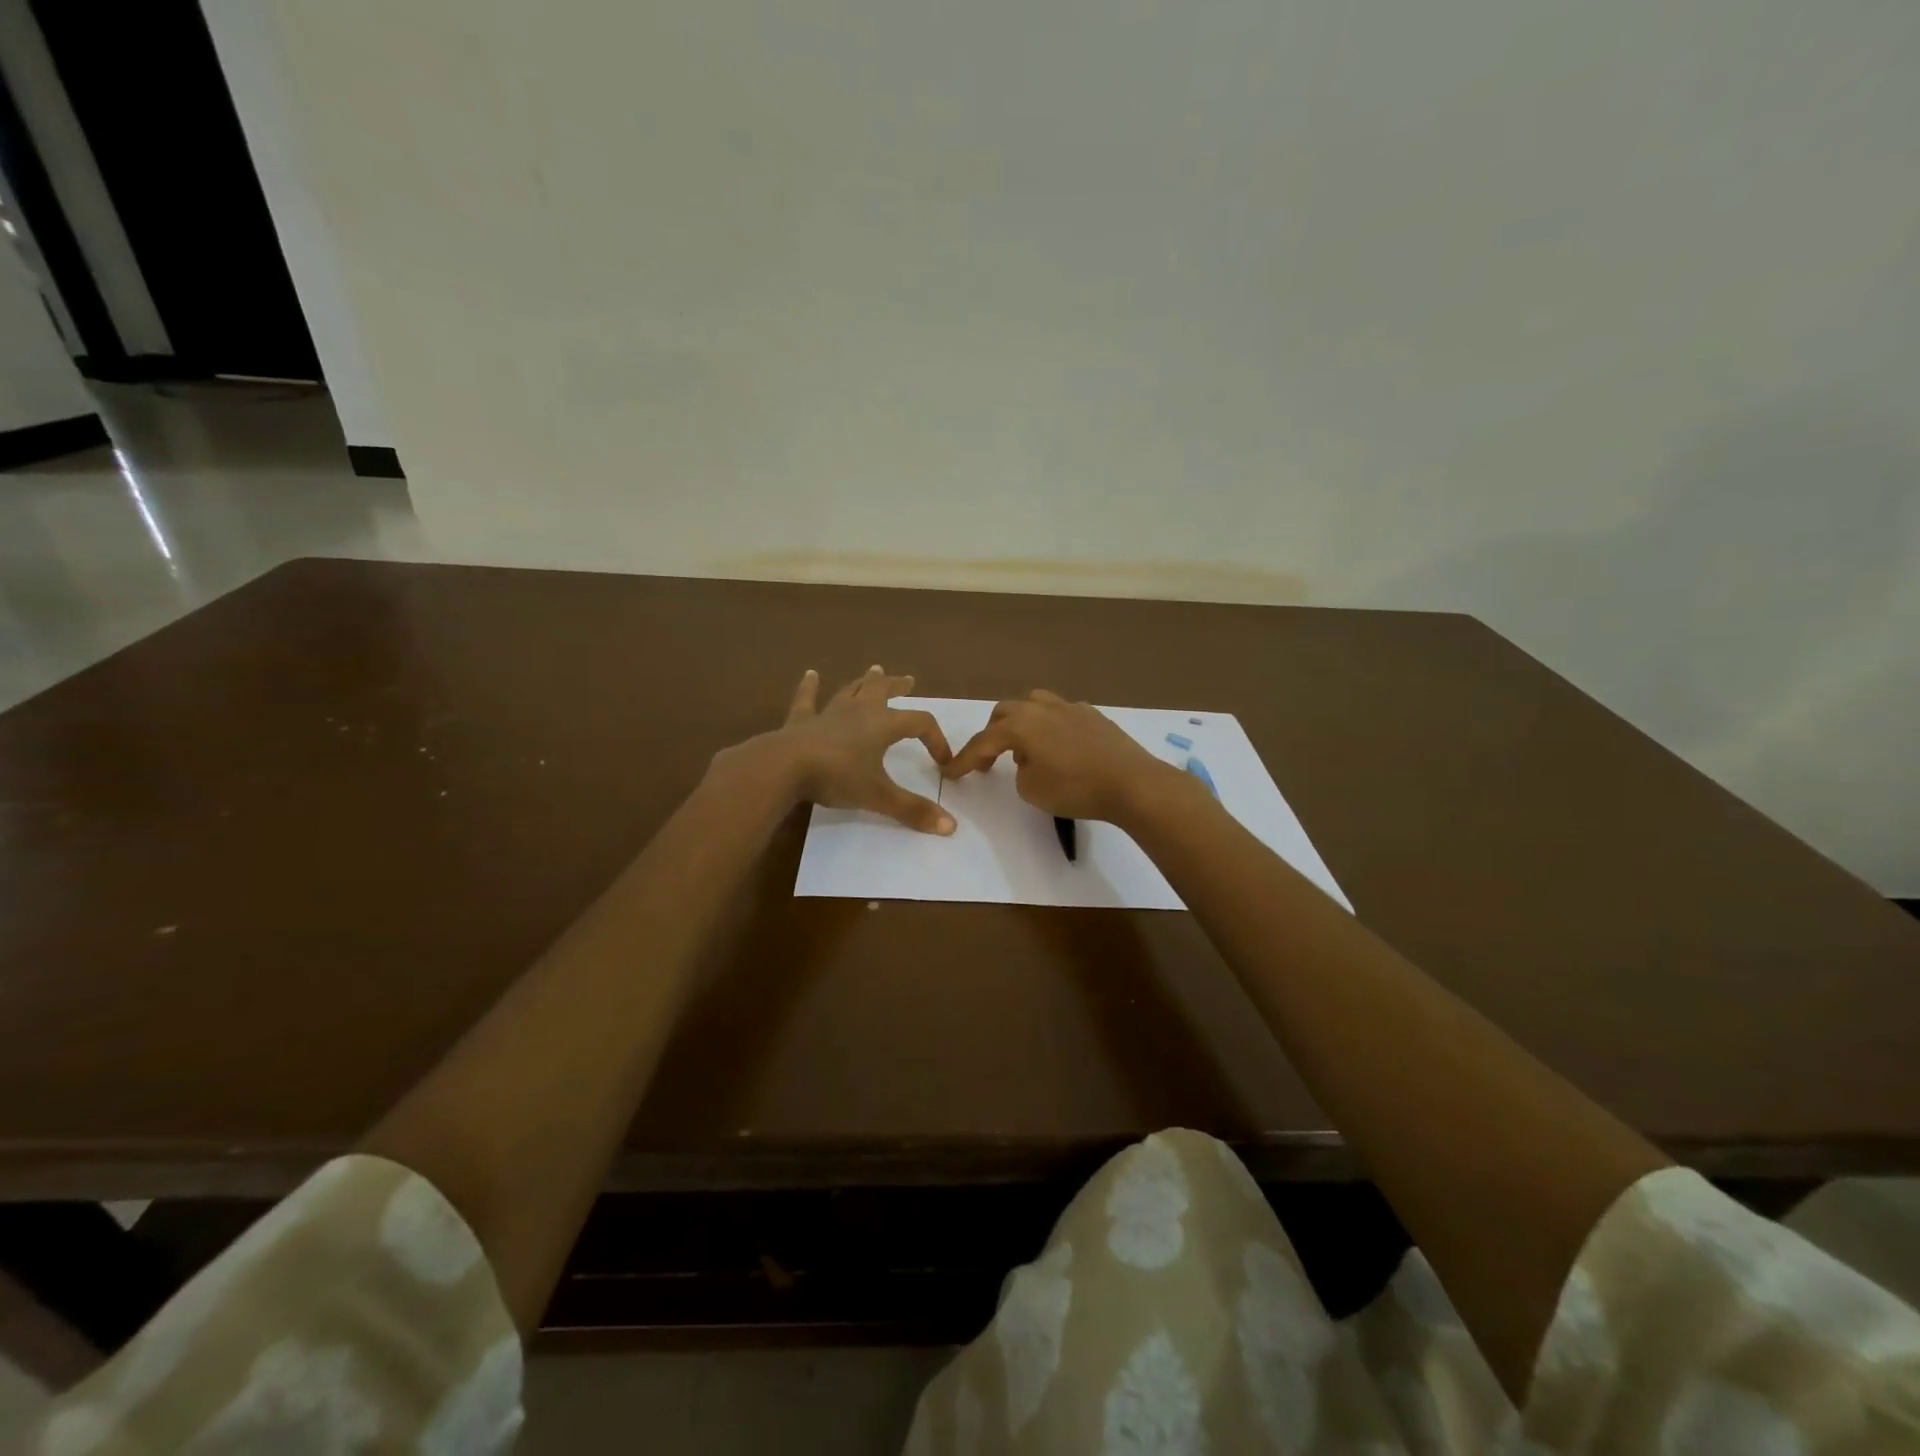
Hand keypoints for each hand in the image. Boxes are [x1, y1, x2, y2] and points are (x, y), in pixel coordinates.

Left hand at [758, 666, 955, 833]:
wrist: (784, 767)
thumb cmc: (837, 777)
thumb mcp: (878, 796)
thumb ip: (913, 810)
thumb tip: (951, 826)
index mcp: (883, 725)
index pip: (920, 723)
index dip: (936, 739)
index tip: (942, 760)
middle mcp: (859, 711)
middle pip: (883, 691)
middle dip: (897, 686)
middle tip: (908, 680)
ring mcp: (828, 712)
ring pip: (851, 690)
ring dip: (864, 681)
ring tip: (874, 670)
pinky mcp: (801, 720)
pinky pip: (807, 699)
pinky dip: (810, 687)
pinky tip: (810, 675)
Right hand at [942, 690, 1173, 823]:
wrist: (1132, 783)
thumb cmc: (1076, 788)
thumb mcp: (1032, 789)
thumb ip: (1019, 771)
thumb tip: (1028, 761)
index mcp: (1021, 724)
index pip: (983, 741)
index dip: (964, 759)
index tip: (950, 773)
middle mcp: (1042, 708)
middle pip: (1006, 714)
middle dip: (992, 736)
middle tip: (989, 761)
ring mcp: (1071, 707)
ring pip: (1034, 705)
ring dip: (1022, 725)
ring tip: (1027, 750)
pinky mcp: (1094, 716)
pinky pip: (1061, 714)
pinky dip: (1050, 728)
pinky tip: (1060, 749)